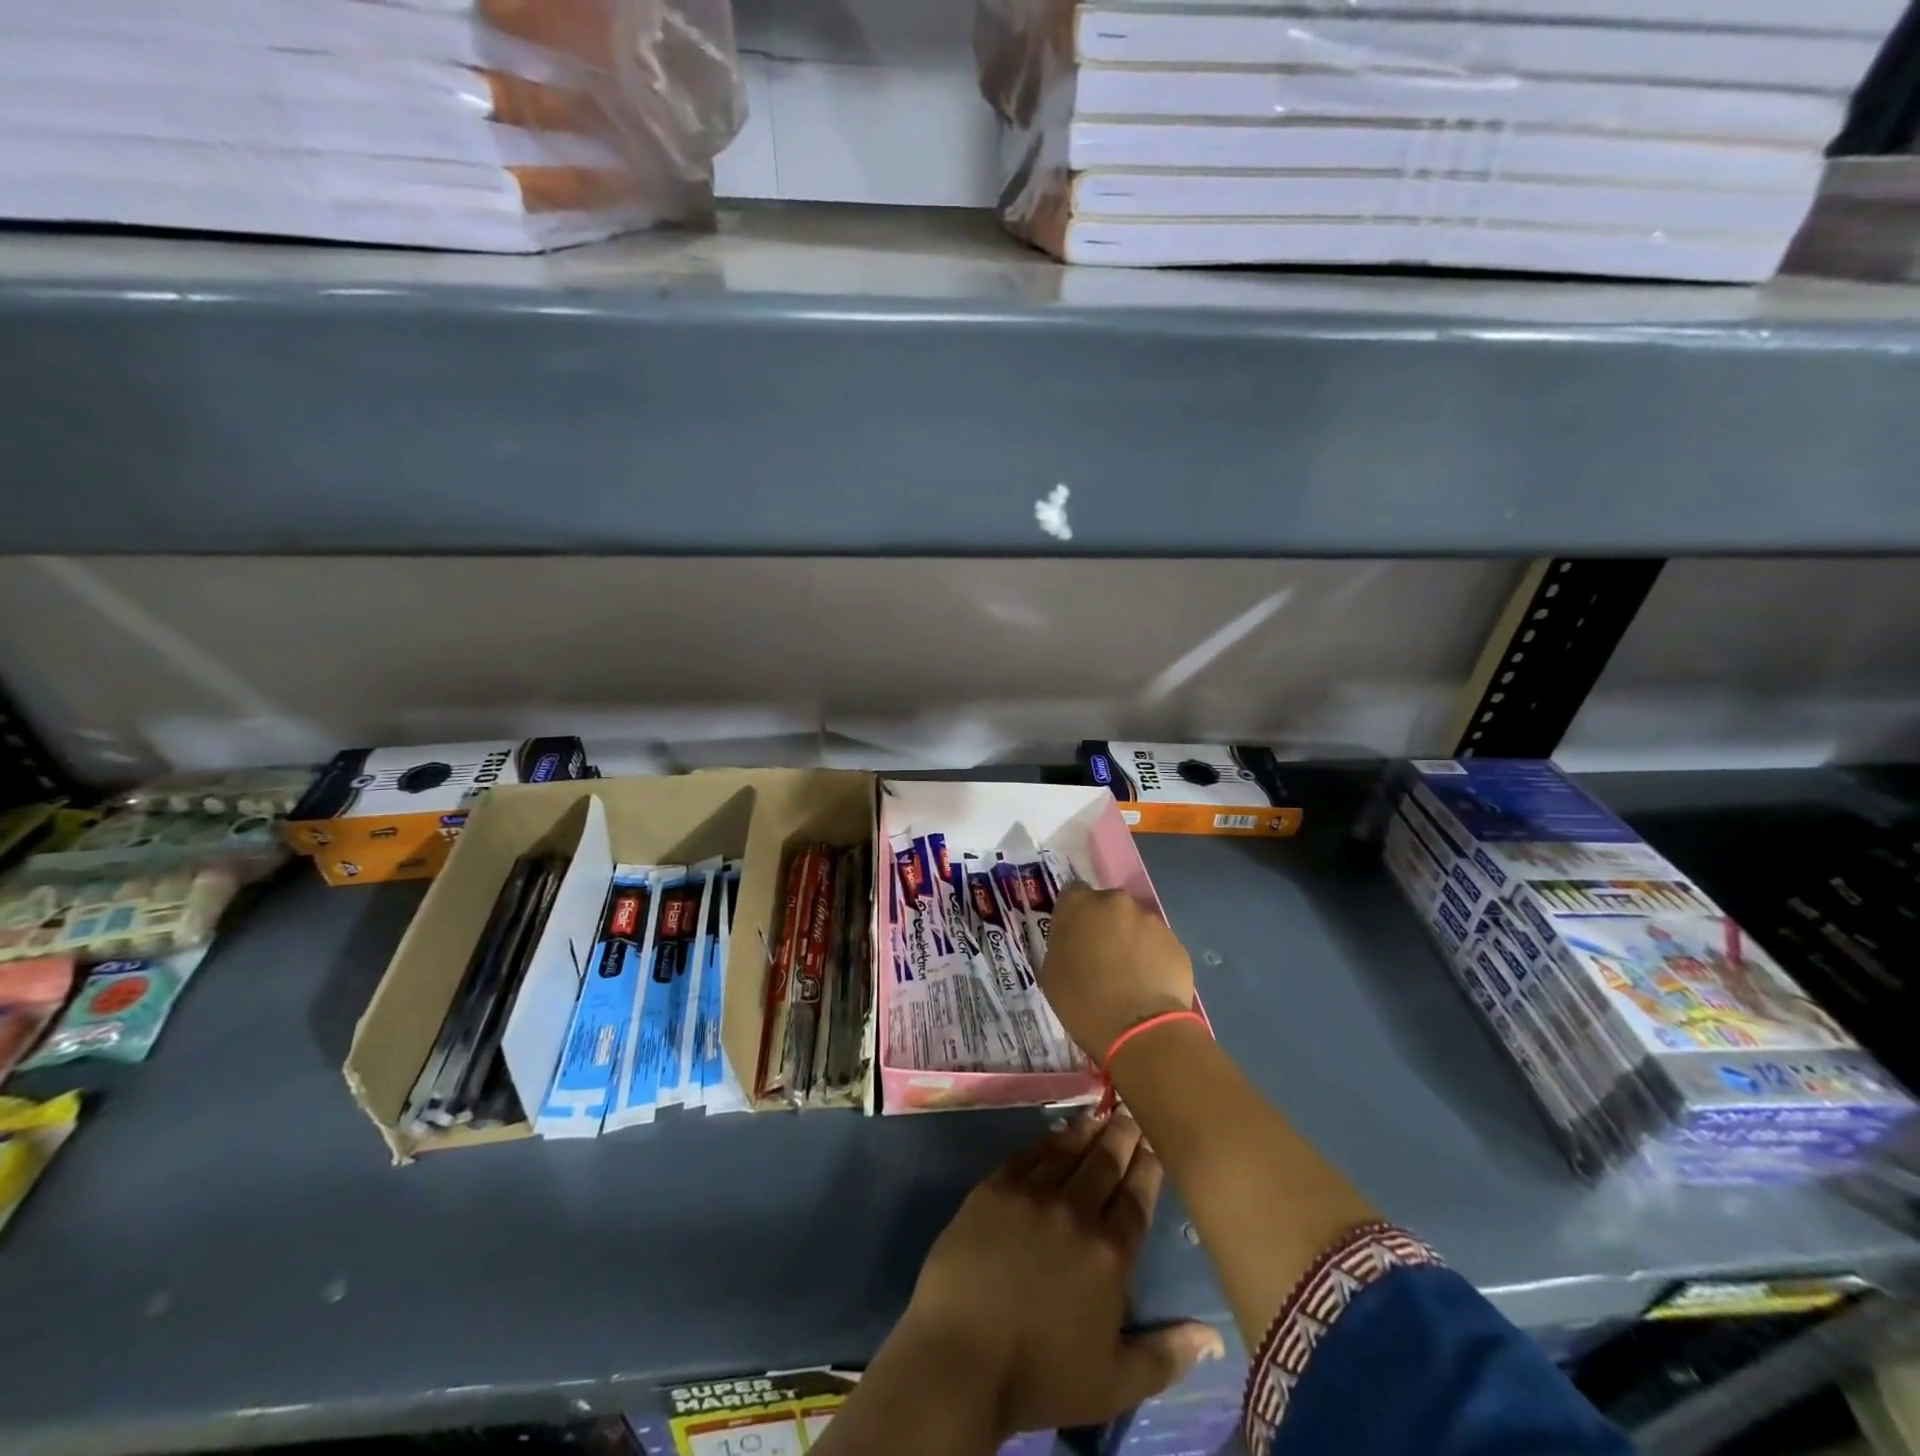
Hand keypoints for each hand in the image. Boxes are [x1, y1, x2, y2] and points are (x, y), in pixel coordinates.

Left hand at [899, 1112, 1222, 1437]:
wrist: (962, 1355)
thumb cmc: (1041, 1376)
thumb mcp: (1115, 1383)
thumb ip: (1166, 1355)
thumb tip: (1213, 1336)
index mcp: (1110, 1254)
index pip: (1137, 1199)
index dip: (1148, 1167)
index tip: (1154, 1141)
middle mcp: (1075, 1212)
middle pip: (1105, 1163)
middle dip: (1122, 1135)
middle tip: (1130, 1111)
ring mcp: (1032, 1194)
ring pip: (1067, 1151)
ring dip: (1086, 1131)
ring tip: (1099, 1114)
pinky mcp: (994, 1188)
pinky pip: (1027, 1155)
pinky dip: (1046, 1142)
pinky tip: (1053, 1136)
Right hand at [1044, 883, 1194, 1060]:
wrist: (1139, 1029)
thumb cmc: (1082, 1003)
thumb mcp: (1051, 972)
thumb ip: (1061, 944)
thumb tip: (1073, 942)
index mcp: (1079, 904)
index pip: (1073, 893)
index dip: (1074, 914)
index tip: (1075, 936)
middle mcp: (1115, 901)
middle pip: (1107, 906)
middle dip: (1105, 925)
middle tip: (1102, 957)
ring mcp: (1150, 919)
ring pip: (1135, 924)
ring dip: (1130, 940)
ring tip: (1129, 975)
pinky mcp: (1175, 941)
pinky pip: (1157, 944)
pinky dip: (1152, 957)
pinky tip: (1149, 984)